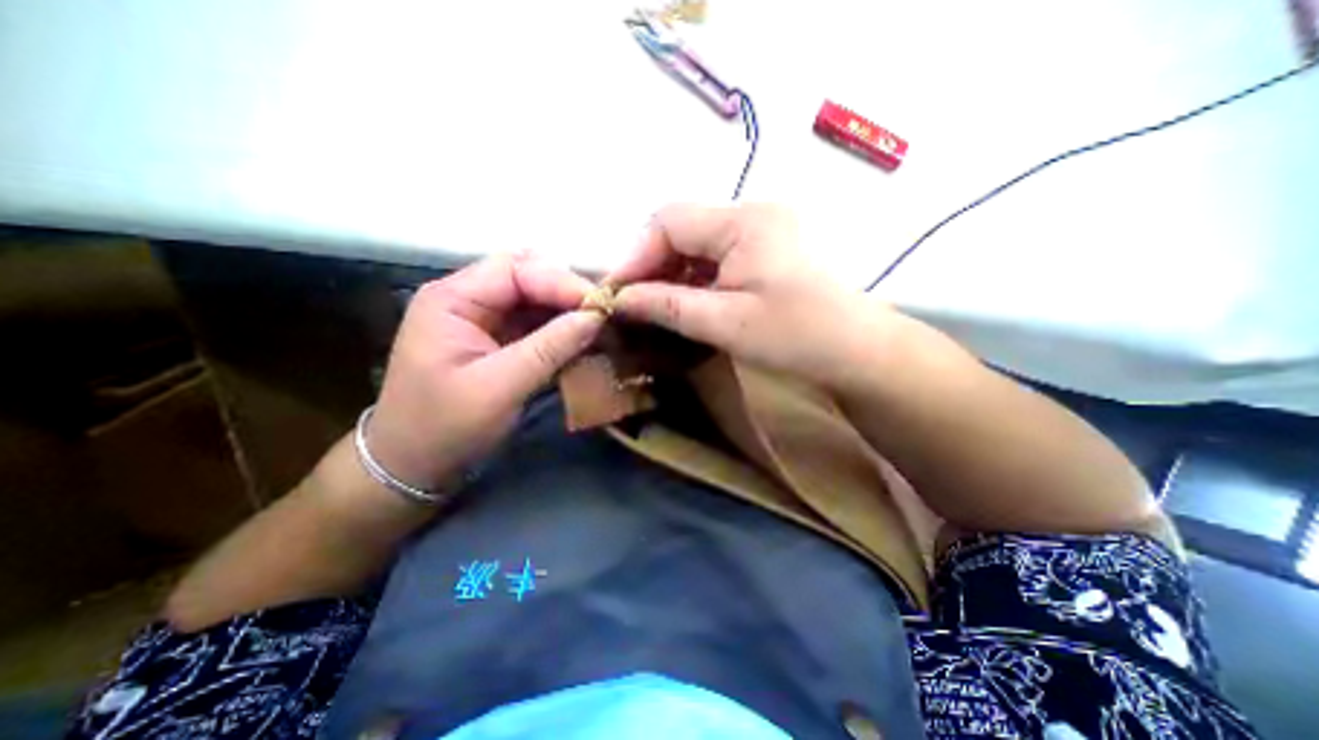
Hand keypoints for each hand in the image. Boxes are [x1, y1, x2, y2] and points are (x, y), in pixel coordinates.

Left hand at [364, 254, 602, 489]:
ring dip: (568, 311)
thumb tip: (596, 316)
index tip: (601, 307)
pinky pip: (536, 323)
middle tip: (604, 315)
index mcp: (453, 299)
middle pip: (527, 277)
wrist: (413, 466)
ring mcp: (483, 319)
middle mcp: (468, 299)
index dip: (562, 282)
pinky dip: (562, 330)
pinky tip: (583, 341)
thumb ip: (549, 348)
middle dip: (568, 293)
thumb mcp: (499, 387)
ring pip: (536, 299)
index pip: (516, 270)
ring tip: (601, 327)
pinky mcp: (497, 340)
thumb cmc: (445, 427)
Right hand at [610, 203, 877, 386]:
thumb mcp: (725, 323)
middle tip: (634, 303)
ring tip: (657, 307)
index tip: (617, 293)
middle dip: (652, 265)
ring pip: (699, 244)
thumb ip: (668, 306)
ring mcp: (764, 230)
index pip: (669, 221)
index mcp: (743, 222)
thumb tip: (621, 299)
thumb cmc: (796, 336)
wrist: (859, 351)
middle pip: (683, 229)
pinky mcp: (770, 249)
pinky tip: (689, 302)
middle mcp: (753, 213)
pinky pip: (719, 256)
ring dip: (673, 273)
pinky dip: (696, 278)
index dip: (636, 255)